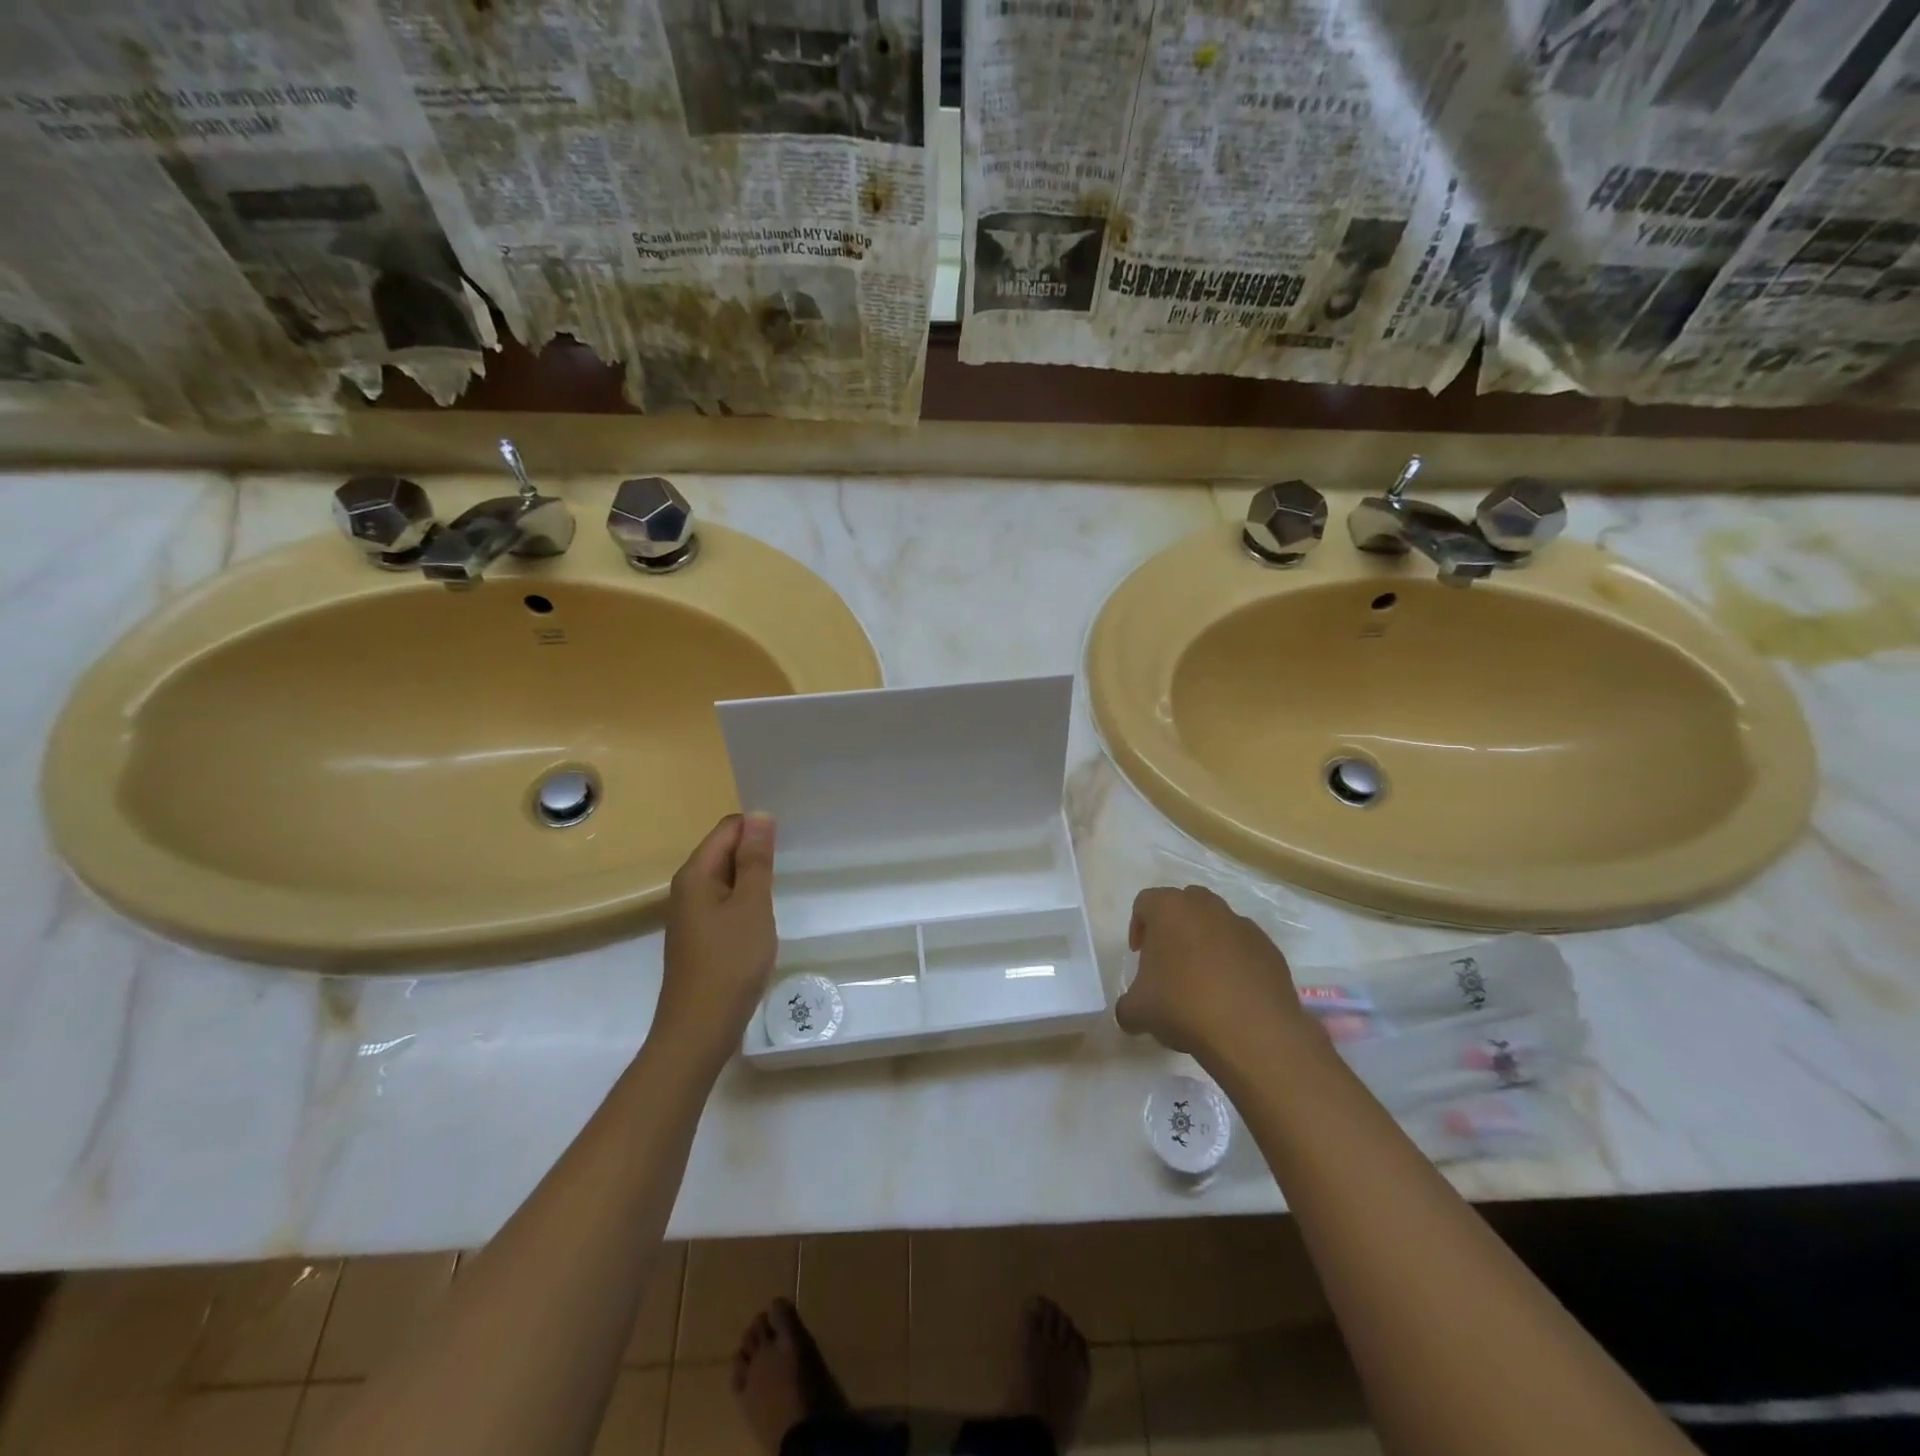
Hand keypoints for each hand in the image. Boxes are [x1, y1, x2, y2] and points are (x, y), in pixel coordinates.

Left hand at [652, 813, 777, 1067]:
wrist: (699, 1030)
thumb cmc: (730, 963)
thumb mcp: (751, 905)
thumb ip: (755, 859)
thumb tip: (759, 815)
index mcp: (695, 874)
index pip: (728, 828)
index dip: (758, 827)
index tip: (790, 838)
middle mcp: (687, 888)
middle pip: (724, 851)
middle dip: (756, 850)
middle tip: (793, 858)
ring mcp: (692, 915)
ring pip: (726, 878)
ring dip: (753, 877)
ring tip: (784, 881)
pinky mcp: (700, 937)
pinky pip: (725, 902)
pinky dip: (746, 900)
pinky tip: (764, 915)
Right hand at [1115, 885, 1309, 1059]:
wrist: (1253, 1031)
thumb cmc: (1183, 1005)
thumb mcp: (1137, 1010)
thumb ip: (1127, 1005)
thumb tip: (1129, 1012)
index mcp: (1170, 908)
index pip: (1145, 903)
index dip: (1138, 927)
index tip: (1139, 955)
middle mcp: (1207, 907)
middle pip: (1184, 905)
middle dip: (1174, 928)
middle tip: (1169, 962)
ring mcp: (1243, 925)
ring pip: (1217, 924)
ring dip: (1206, 944)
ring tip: (1202, 982)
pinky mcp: (1269, 949)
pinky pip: (1244, 948)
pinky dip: (1235, 963)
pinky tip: (1231, 995)